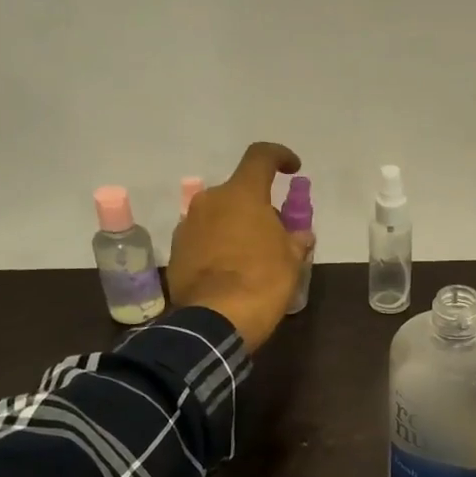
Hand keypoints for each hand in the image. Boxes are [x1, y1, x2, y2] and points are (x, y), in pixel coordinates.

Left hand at [168, 142, 314, 352]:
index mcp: (242, 194)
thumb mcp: (291, 262)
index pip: (261, 157)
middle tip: (275, 234)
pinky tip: (230, 272)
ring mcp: (188, 225)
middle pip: (238, 192)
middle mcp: (210, 200)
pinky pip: (203, 238)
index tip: (292, 169)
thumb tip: (299, 235)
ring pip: (218, 216)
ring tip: (252, 257)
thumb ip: (295, 240)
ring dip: (235, 228)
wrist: (215, 320)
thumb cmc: (262, 282)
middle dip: (257, 207)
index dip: (279, 156)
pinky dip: (218, 247)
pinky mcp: (176, 251)